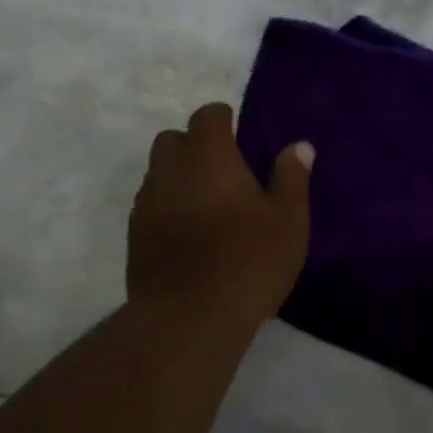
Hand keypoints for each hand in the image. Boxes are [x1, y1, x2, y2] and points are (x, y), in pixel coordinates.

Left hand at [128, 103, 313, 324]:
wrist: (189, 316)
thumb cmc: (249, 262)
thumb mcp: (288, 222)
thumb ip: (291, 178)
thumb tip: (298, 146)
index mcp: (208, 155)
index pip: (208, 115)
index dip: (224, 122)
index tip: (240, 140)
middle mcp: (169, 168)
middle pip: (174, 139)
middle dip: (194, 147)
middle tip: (224, 175)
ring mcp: (146, 202)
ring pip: (158, 174)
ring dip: (178, 179)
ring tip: (206, 208)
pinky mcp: (134, 235)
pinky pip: (150, 207)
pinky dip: (166, 210)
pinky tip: (187, 237)